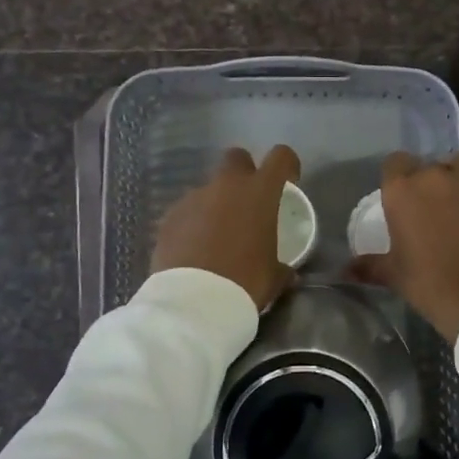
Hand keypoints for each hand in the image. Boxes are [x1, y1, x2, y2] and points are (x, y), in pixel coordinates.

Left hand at [151, 146, 300, 311]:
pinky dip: (193, 224)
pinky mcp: (169, 216)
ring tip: (217, 237)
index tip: (288, 181)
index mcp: (259, 193)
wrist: (194, 301)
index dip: (287, 165)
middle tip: (248, 203)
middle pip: (236, 158)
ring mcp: (194, 198)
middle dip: (244, 173)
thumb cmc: (245, 282)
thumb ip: (282, 266)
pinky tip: (194, 249)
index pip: (280, 157)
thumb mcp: (274, 277)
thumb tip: (287, 272)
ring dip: (216, 204)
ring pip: (209, 189)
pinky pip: (187, 212)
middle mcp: (226, 186)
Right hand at [351, 151, 458, 343]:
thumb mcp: (392, 273)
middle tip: (433, 203)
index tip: (403, 193)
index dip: (399, 174)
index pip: (395, 161)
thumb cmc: (425, 281)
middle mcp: (434, 177)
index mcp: (402, 190)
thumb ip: (368, 265)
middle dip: (432, 178)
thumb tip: (344, 271)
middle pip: (431, 163)